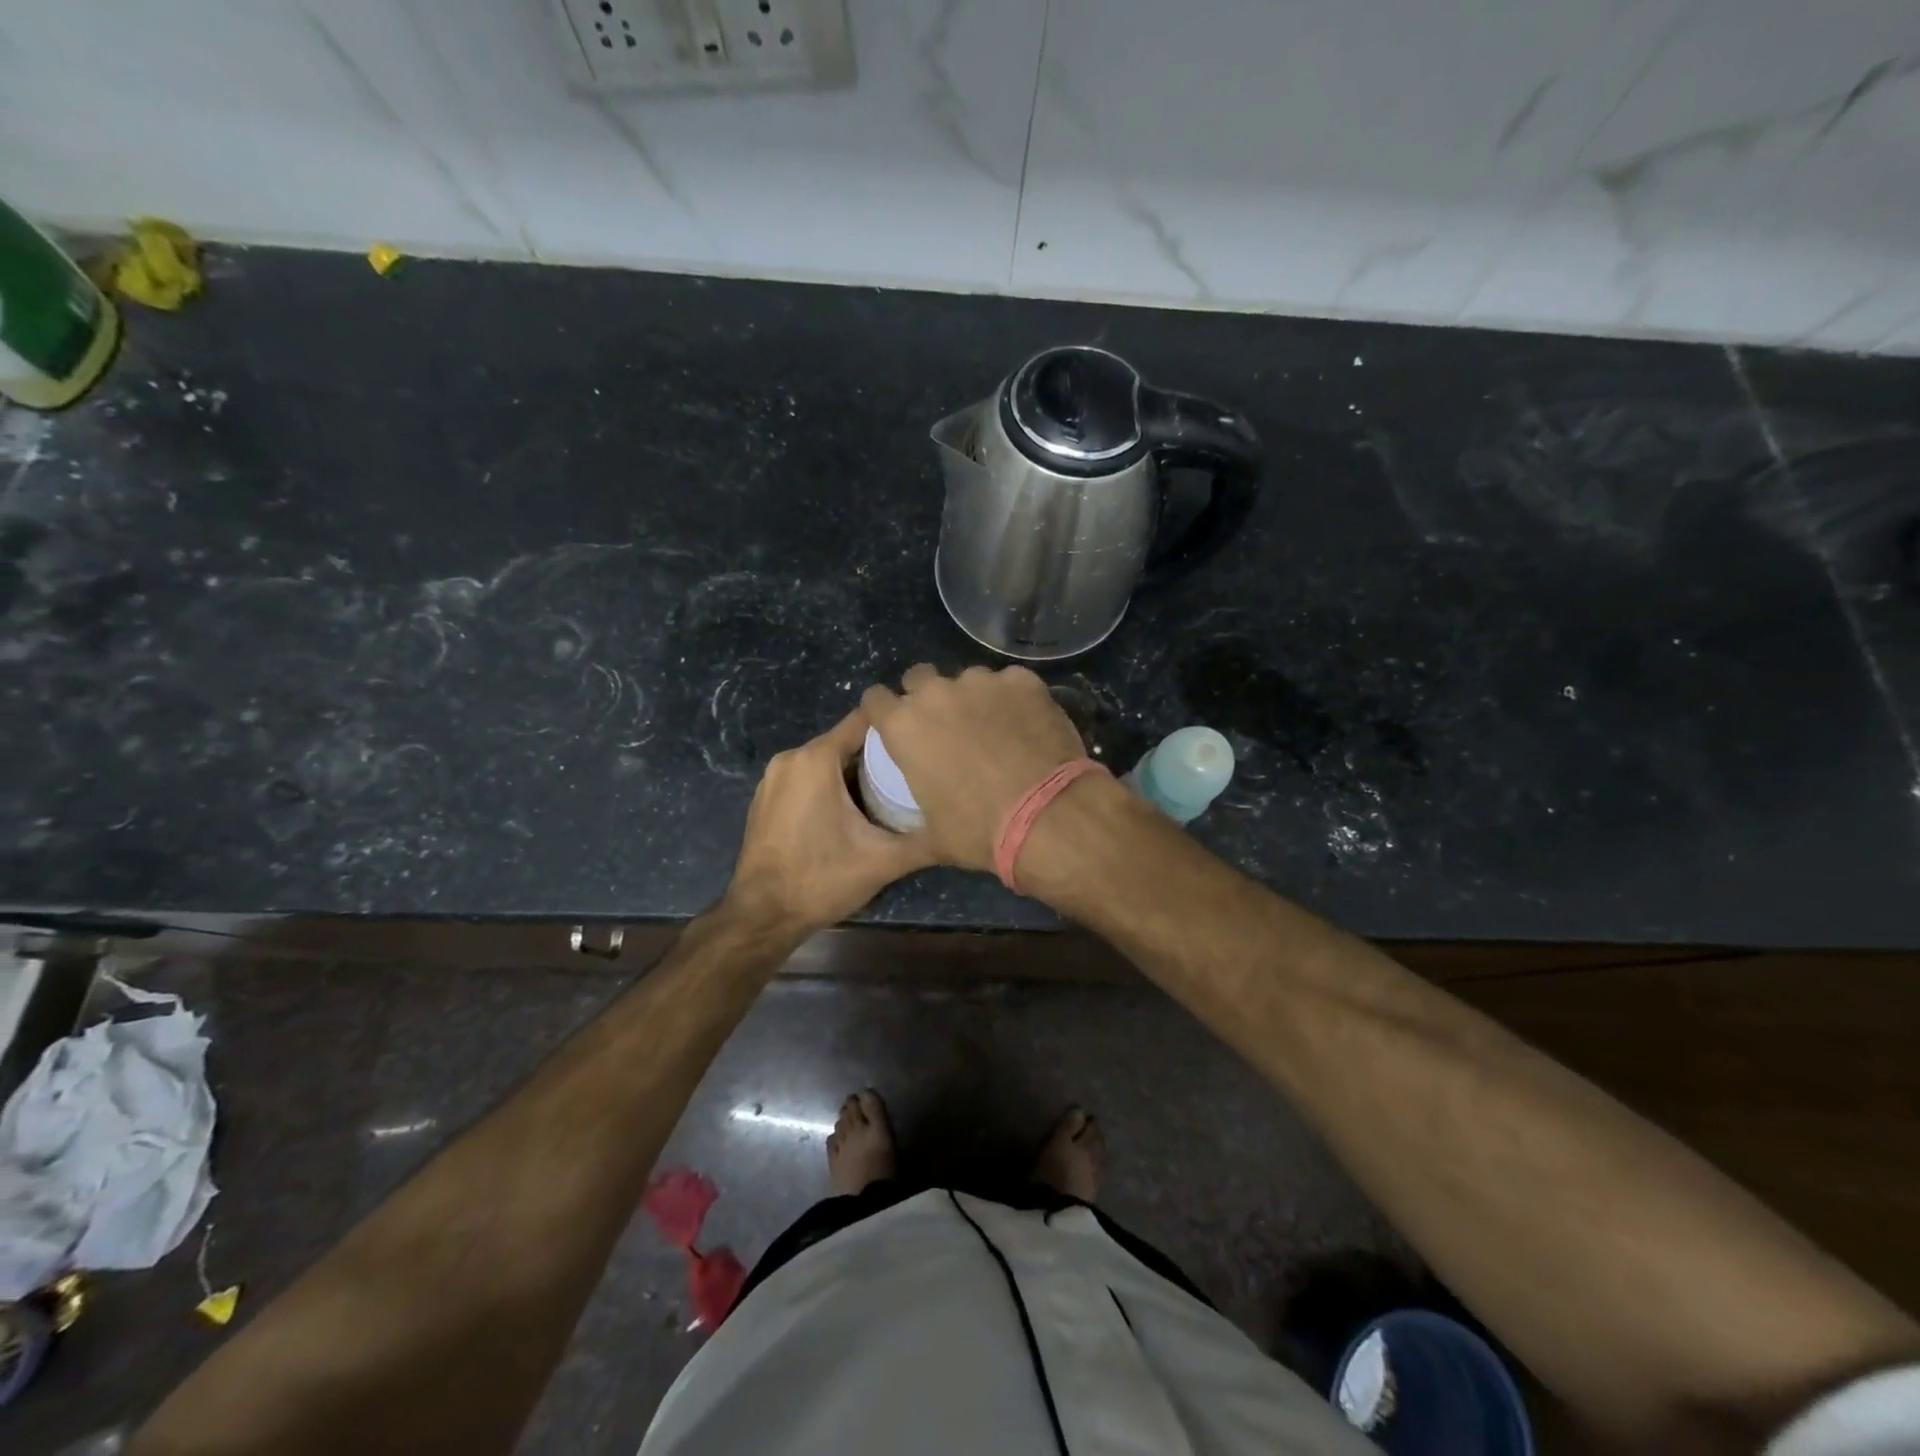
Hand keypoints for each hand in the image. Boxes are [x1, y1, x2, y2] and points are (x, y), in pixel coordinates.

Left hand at [726, 708, 933, 932]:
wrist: (762, 916)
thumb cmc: (822, 879)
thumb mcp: (883, 860)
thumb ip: (925, 840)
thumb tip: (960, 830)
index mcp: (816, 759)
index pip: (864, 721)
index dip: (897, 725)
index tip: (923, 738)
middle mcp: (790, 758)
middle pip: (845, 741)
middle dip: (878, 755)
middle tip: (912, 773)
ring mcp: (772, 778)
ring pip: (825, 761)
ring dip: (854, 772)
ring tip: (889, 792)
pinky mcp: (765, 798)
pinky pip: (805, 778)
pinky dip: (829, 786)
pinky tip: (851, 812)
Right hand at [860, 665, 1086, 871]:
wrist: (1048, 816)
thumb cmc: (979, 830)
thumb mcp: (932, 836)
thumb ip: (913, 818)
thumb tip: (907, 834)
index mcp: (904, 726)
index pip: (875, 699)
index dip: (883, 711)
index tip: (894, 725)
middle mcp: (936, 693)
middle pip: (919, 678)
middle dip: (925, 695)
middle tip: (945, 726)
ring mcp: (982, 682)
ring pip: (968, 680)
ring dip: (973, 698)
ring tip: (994, 728)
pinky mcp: (1022, 681)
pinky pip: (1010, 683)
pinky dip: (1013, 699)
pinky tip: (1027, 725)